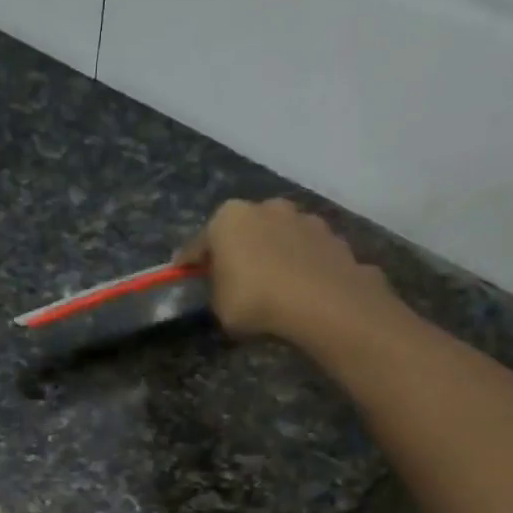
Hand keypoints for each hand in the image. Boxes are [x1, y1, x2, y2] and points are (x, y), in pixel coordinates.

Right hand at [181, 198, 395, 345]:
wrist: (320, 300)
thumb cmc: (255, 299)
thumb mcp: (219, 305)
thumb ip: (217, 289)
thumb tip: (223, 285)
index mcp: (227, 219)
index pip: (199, 244)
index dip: (189, 263)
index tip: (183, 275)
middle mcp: (264, 207)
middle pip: (242, 231)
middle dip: (236, 250)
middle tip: (232, 277)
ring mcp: (300, 217)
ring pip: (276, 236)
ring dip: (271, 253)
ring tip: (271, 282)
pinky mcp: (329, 234)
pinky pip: (303, 251)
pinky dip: (298, 263)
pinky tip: (298, 285)